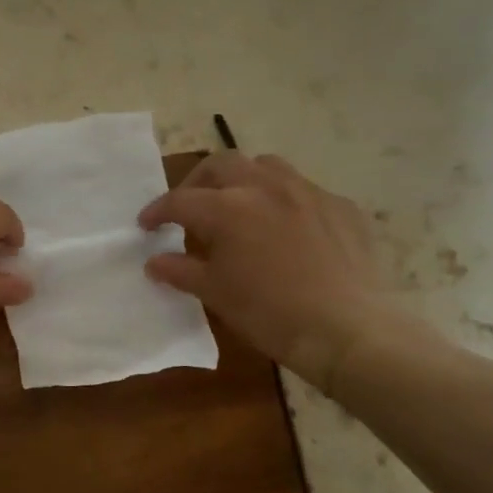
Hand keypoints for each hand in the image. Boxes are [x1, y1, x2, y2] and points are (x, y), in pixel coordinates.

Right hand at [138, 152, 418, 390]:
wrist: (346, 329)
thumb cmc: (269, 313)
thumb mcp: (215, 294)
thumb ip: (181, 271)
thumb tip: (154, 262)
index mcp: (227, 208)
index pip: (179, 200)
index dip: (157, 211)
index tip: (146, 225)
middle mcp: (265, 187)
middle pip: (221, 164)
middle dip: (198, 181)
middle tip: (190, 207)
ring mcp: (307, 192)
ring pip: (266, 166)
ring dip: (243, 179)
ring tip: (239, 206)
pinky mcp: (341, 205)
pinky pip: (304, 190)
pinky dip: (284, 201)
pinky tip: (287, 229)